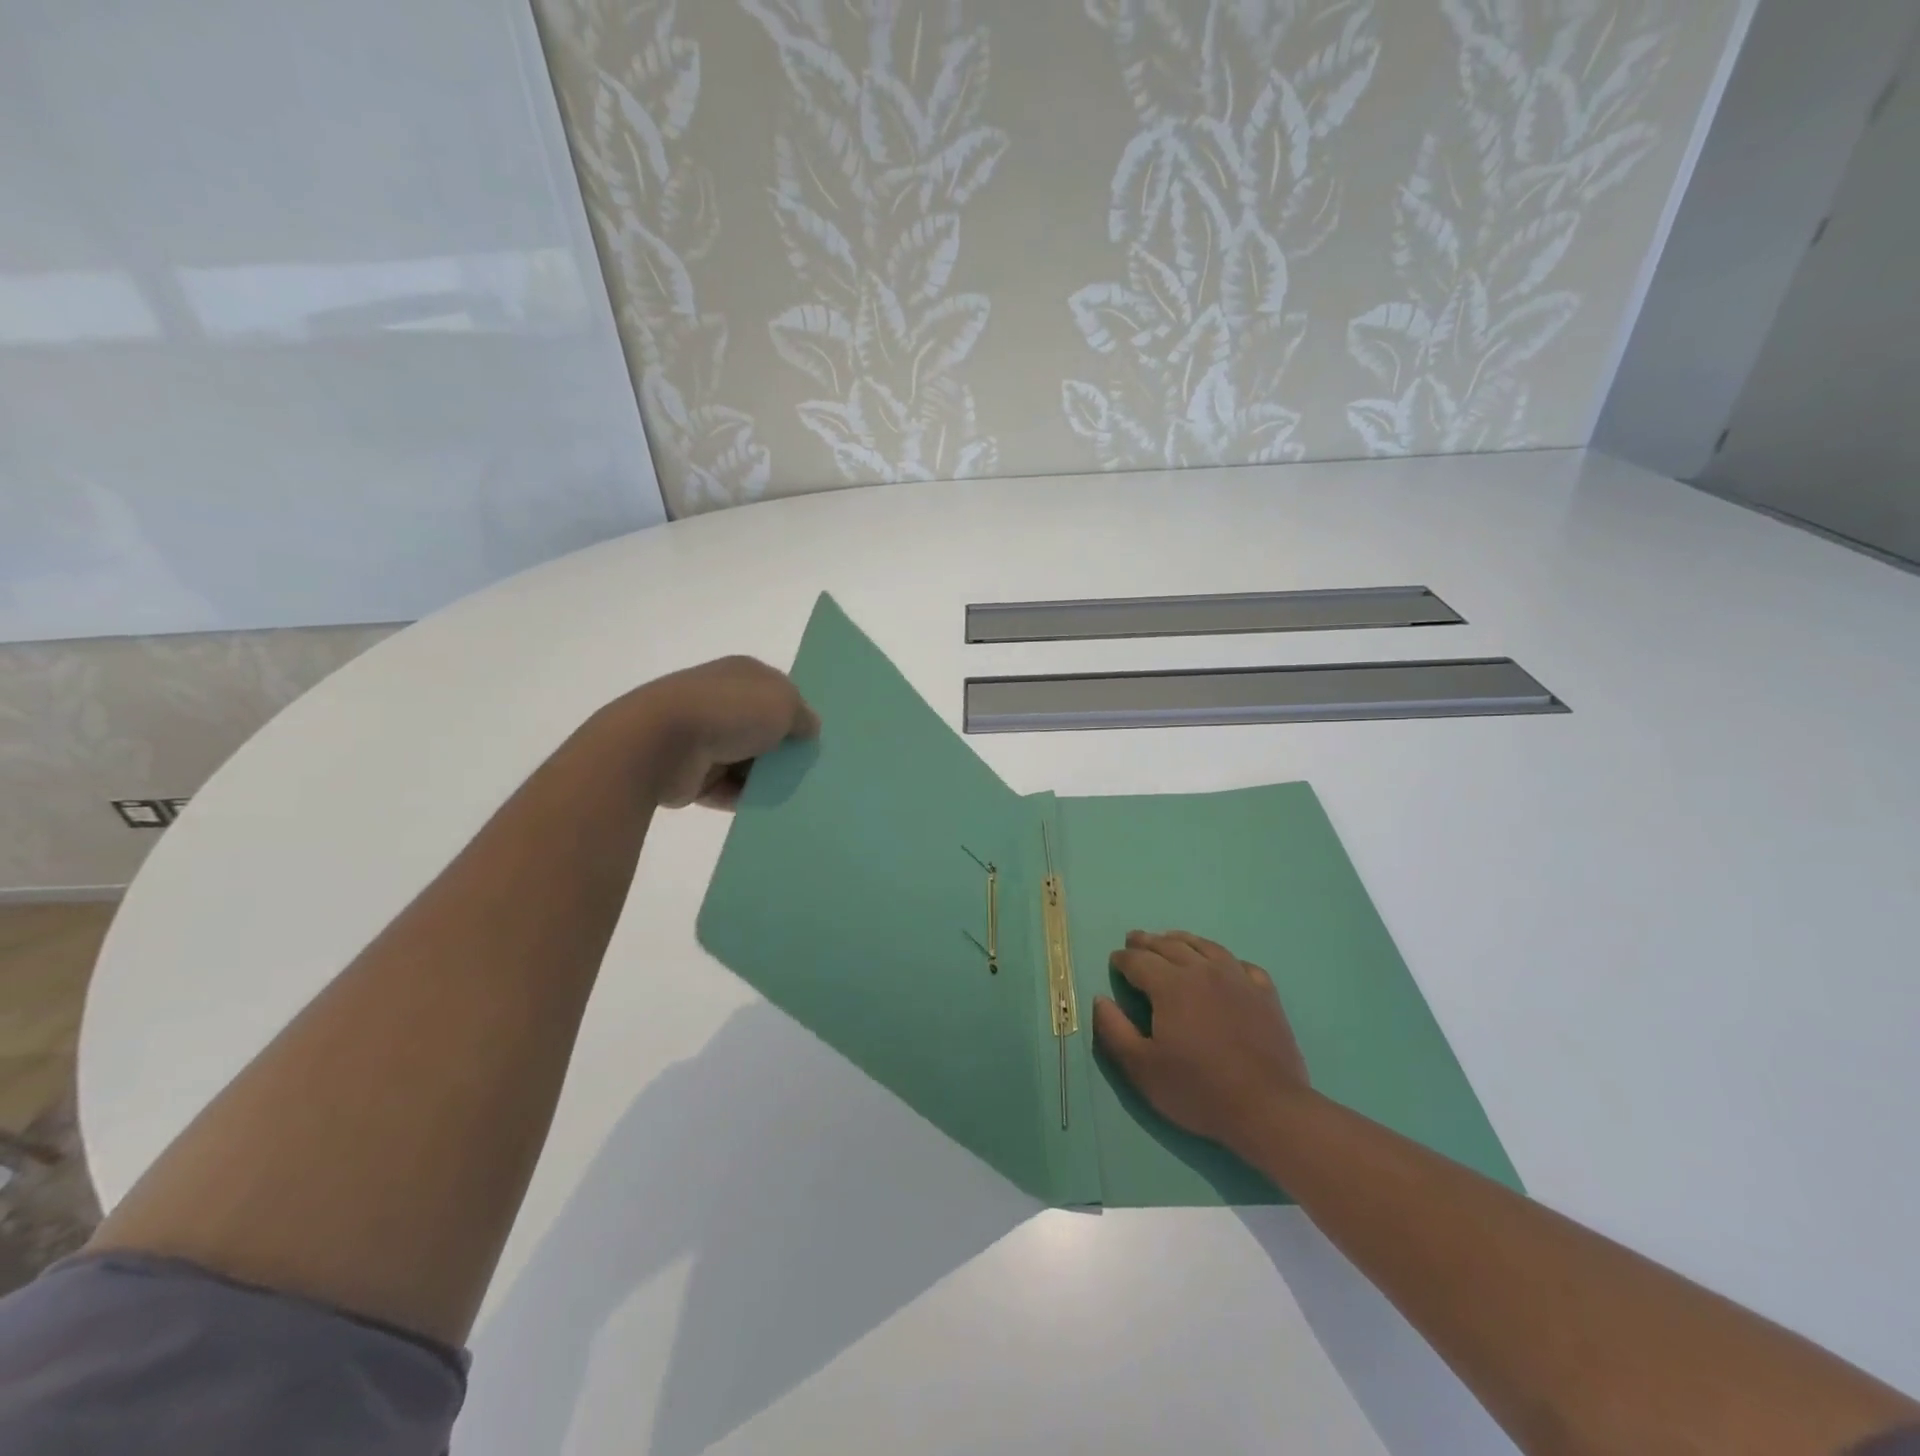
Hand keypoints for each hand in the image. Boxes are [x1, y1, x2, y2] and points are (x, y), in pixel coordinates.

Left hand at [621, 656, 819, 808]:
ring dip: (764, 777)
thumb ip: (803, 716)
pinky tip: (766, 808)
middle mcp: (721, 701)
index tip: (813, 739)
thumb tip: (808, 728)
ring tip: (792, 794)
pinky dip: (743, 798)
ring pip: (746, 761)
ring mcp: (702, 736)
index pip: (777, 692)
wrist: (661, 743)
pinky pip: (727, 789)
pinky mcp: (690, 773)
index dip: (797, 714)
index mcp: (741, 675)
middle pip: (762, 729)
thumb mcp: (784, 704)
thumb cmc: (729, 711)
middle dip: (782, 749)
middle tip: (808, 771)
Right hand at [1094, 930, 1310, 1154]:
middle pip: (1170, 946)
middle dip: (1147, 942)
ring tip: (1172, 940)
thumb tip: (1099, 999)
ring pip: (1205, 946)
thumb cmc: (1198, 1089)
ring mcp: (1238, 979)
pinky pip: (1241, 964)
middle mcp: (1203, 970)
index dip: (1122, 959)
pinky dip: (1225, 960)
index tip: (1115, 960)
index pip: (1138, 960)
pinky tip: (1222, 966)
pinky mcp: (1265, 994)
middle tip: (1135, 940)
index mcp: (1170, 985)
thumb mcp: (1142, 1068)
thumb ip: (1114, 1030)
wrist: (1267, 1108)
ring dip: (1182, 940)